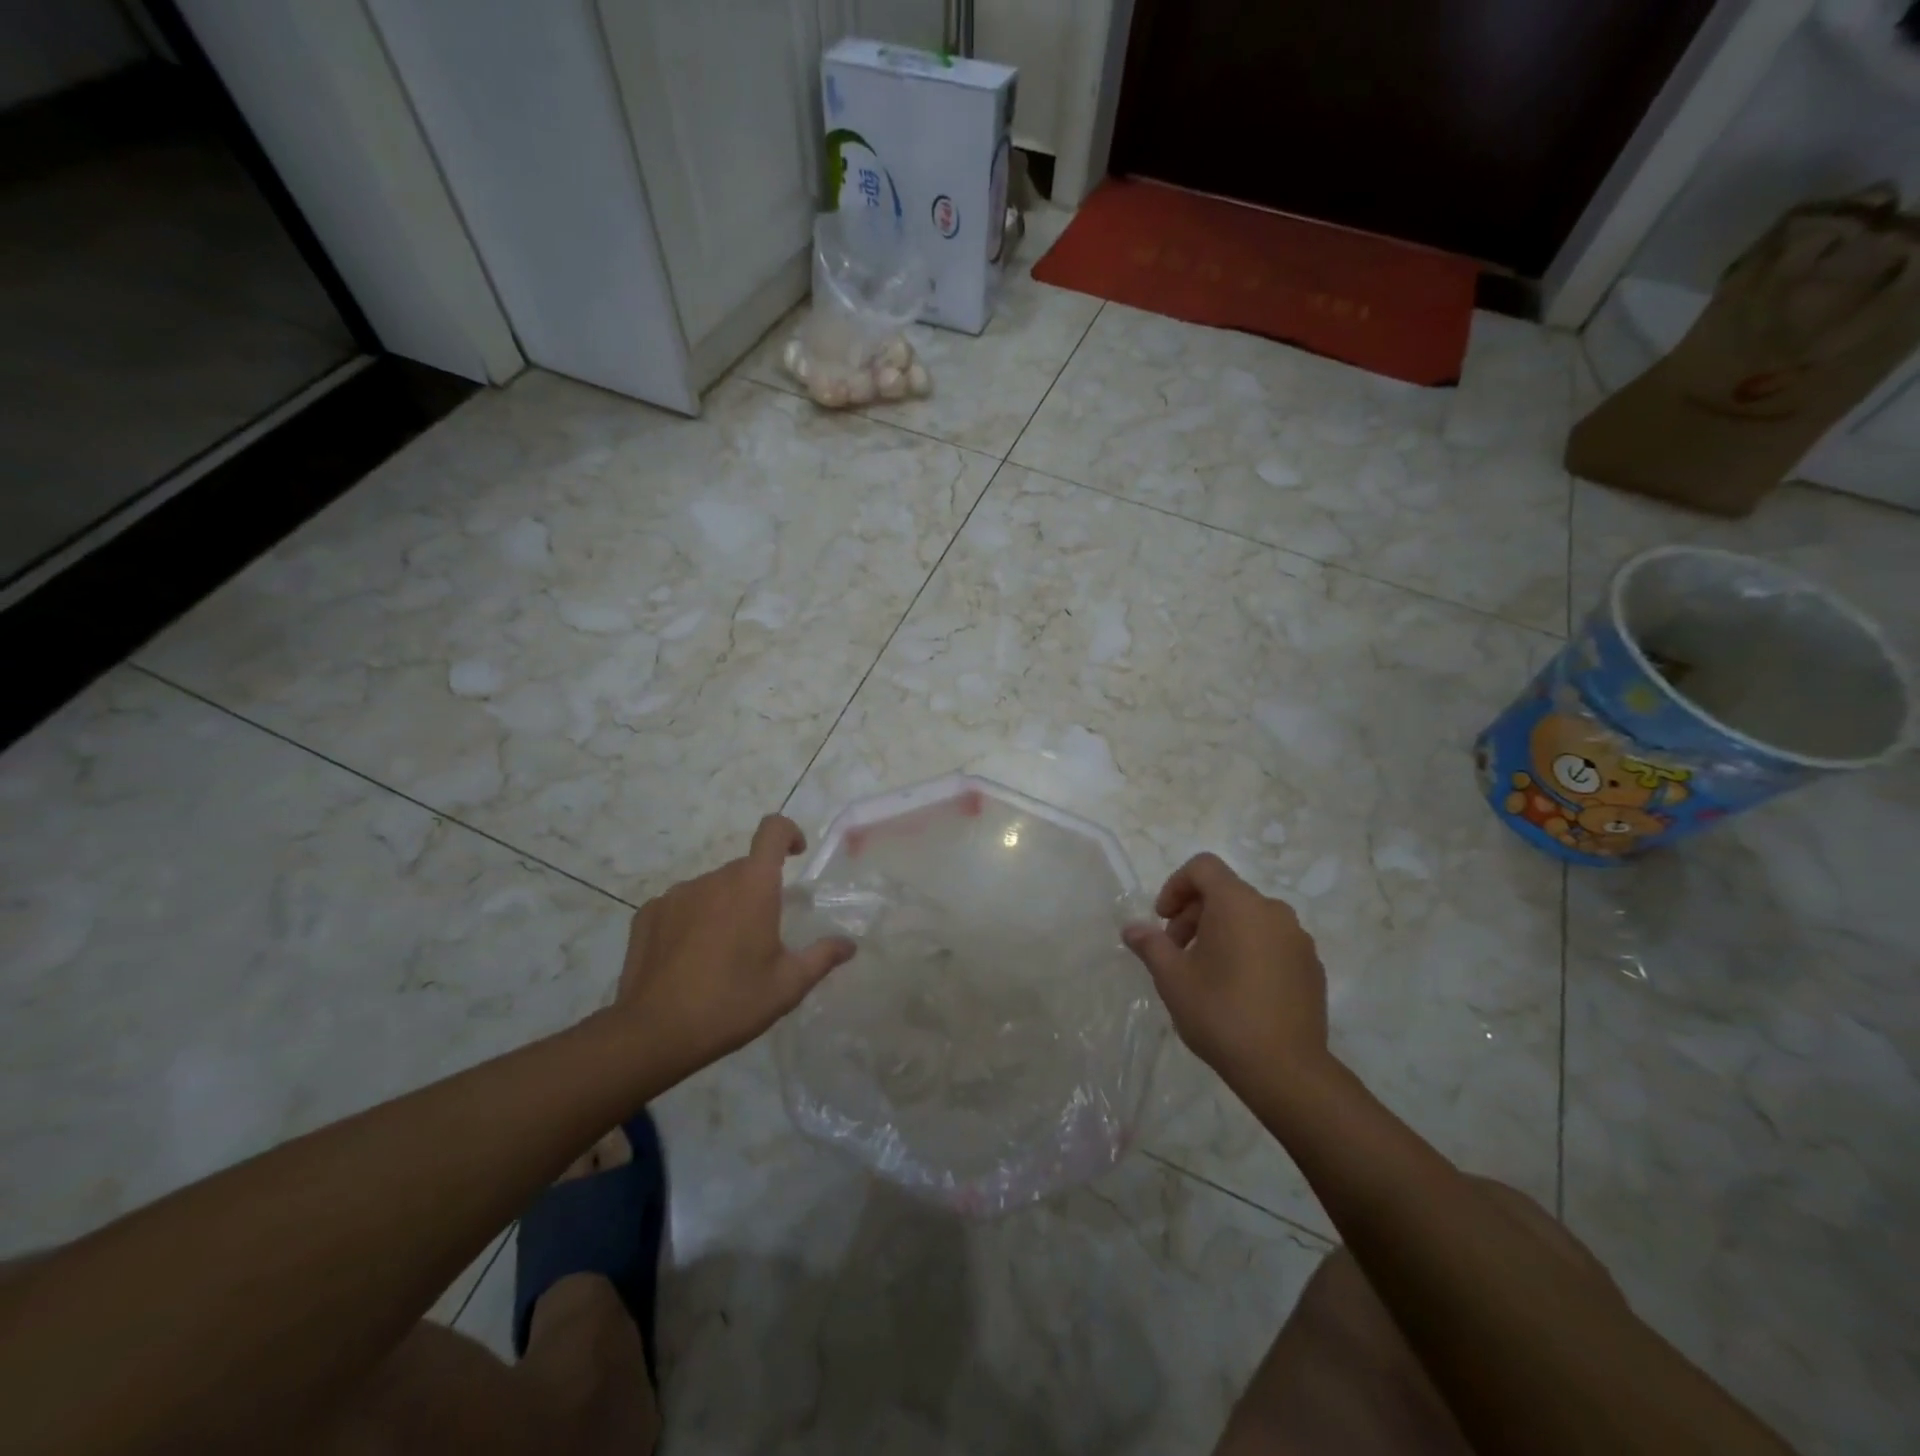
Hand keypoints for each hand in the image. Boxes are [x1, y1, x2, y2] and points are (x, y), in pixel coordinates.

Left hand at [613, 815, 855, 1085]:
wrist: (653, 1033)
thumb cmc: (731, 1003)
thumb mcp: (787, 986)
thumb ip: (821, 957)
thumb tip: (848, 945)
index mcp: (753, 886)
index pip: (772, 830)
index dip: (788, 833)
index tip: (796, 855)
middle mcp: (714, 879)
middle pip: (744, 868)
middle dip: (758, 889)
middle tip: (762, 934)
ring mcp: (676, 894)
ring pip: (712, 888)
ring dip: (724, 906)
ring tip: (723, 952)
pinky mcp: (648, 913)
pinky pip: (681, 905)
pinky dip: (692, 920)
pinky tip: (689, 958)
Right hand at [1122, 853, 1330, 1097]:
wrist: (1287, 1070)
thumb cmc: (1221, 1014)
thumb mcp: (1172, 979)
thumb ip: (1150, 945)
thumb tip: (1132, 928)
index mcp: (1238, 904)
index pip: (1204, 867)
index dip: (1176, 885)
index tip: (1163, 919)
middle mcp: (1273, 911)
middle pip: (1225, 892)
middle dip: (1194, 914)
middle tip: (1176, 952)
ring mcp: (1298, 939)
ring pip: (1250, 918)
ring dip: (1221, 932)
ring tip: (1205, 973)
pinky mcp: (1312, 967)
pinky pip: (1272, 942)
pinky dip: (1249, 950)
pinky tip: (1238, 990)